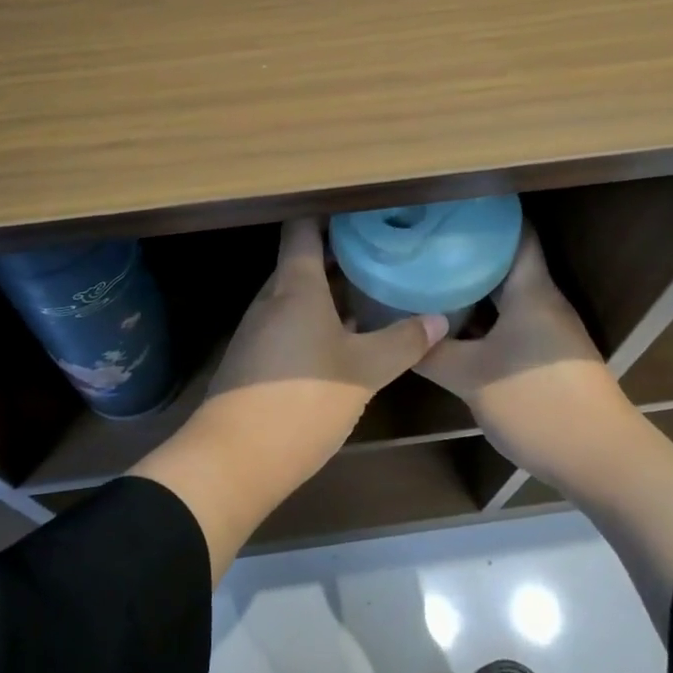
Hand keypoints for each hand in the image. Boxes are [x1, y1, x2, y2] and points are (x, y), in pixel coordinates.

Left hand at [205, 216, 446, 453]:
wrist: (233, 459)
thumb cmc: (302, 400)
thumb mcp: (363, 372)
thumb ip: (401, 342)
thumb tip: (438, 319)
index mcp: (295, 287)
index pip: (303, 229)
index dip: (329, 215)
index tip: (362, 213)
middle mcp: (271, 299)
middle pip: (301, 262)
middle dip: (339, 256)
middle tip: (381, 254)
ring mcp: (258, 329)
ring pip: (296, 296)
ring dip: (329, 292)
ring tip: (370, 293)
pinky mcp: (254, 359)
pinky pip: (288, 323)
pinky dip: (316, 320)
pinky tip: (344, 340)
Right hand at [416, 228, 631, 494]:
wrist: (601, 460)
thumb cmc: (537, 404)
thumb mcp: (471, 379)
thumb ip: (432, 355)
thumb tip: (397, 335)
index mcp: (531, 291)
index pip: (516, 233)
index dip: (485, 216)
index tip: (447, 207)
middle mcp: (544, 302)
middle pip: (506, 262)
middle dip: (467, 251)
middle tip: (424, 244)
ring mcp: (549, 330)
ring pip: (507, 295)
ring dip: (474, 287)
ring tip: (430, 277)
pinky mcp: (548, 356)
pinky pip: (511, 321)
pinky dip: (485, 317)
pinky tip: (455, 326)